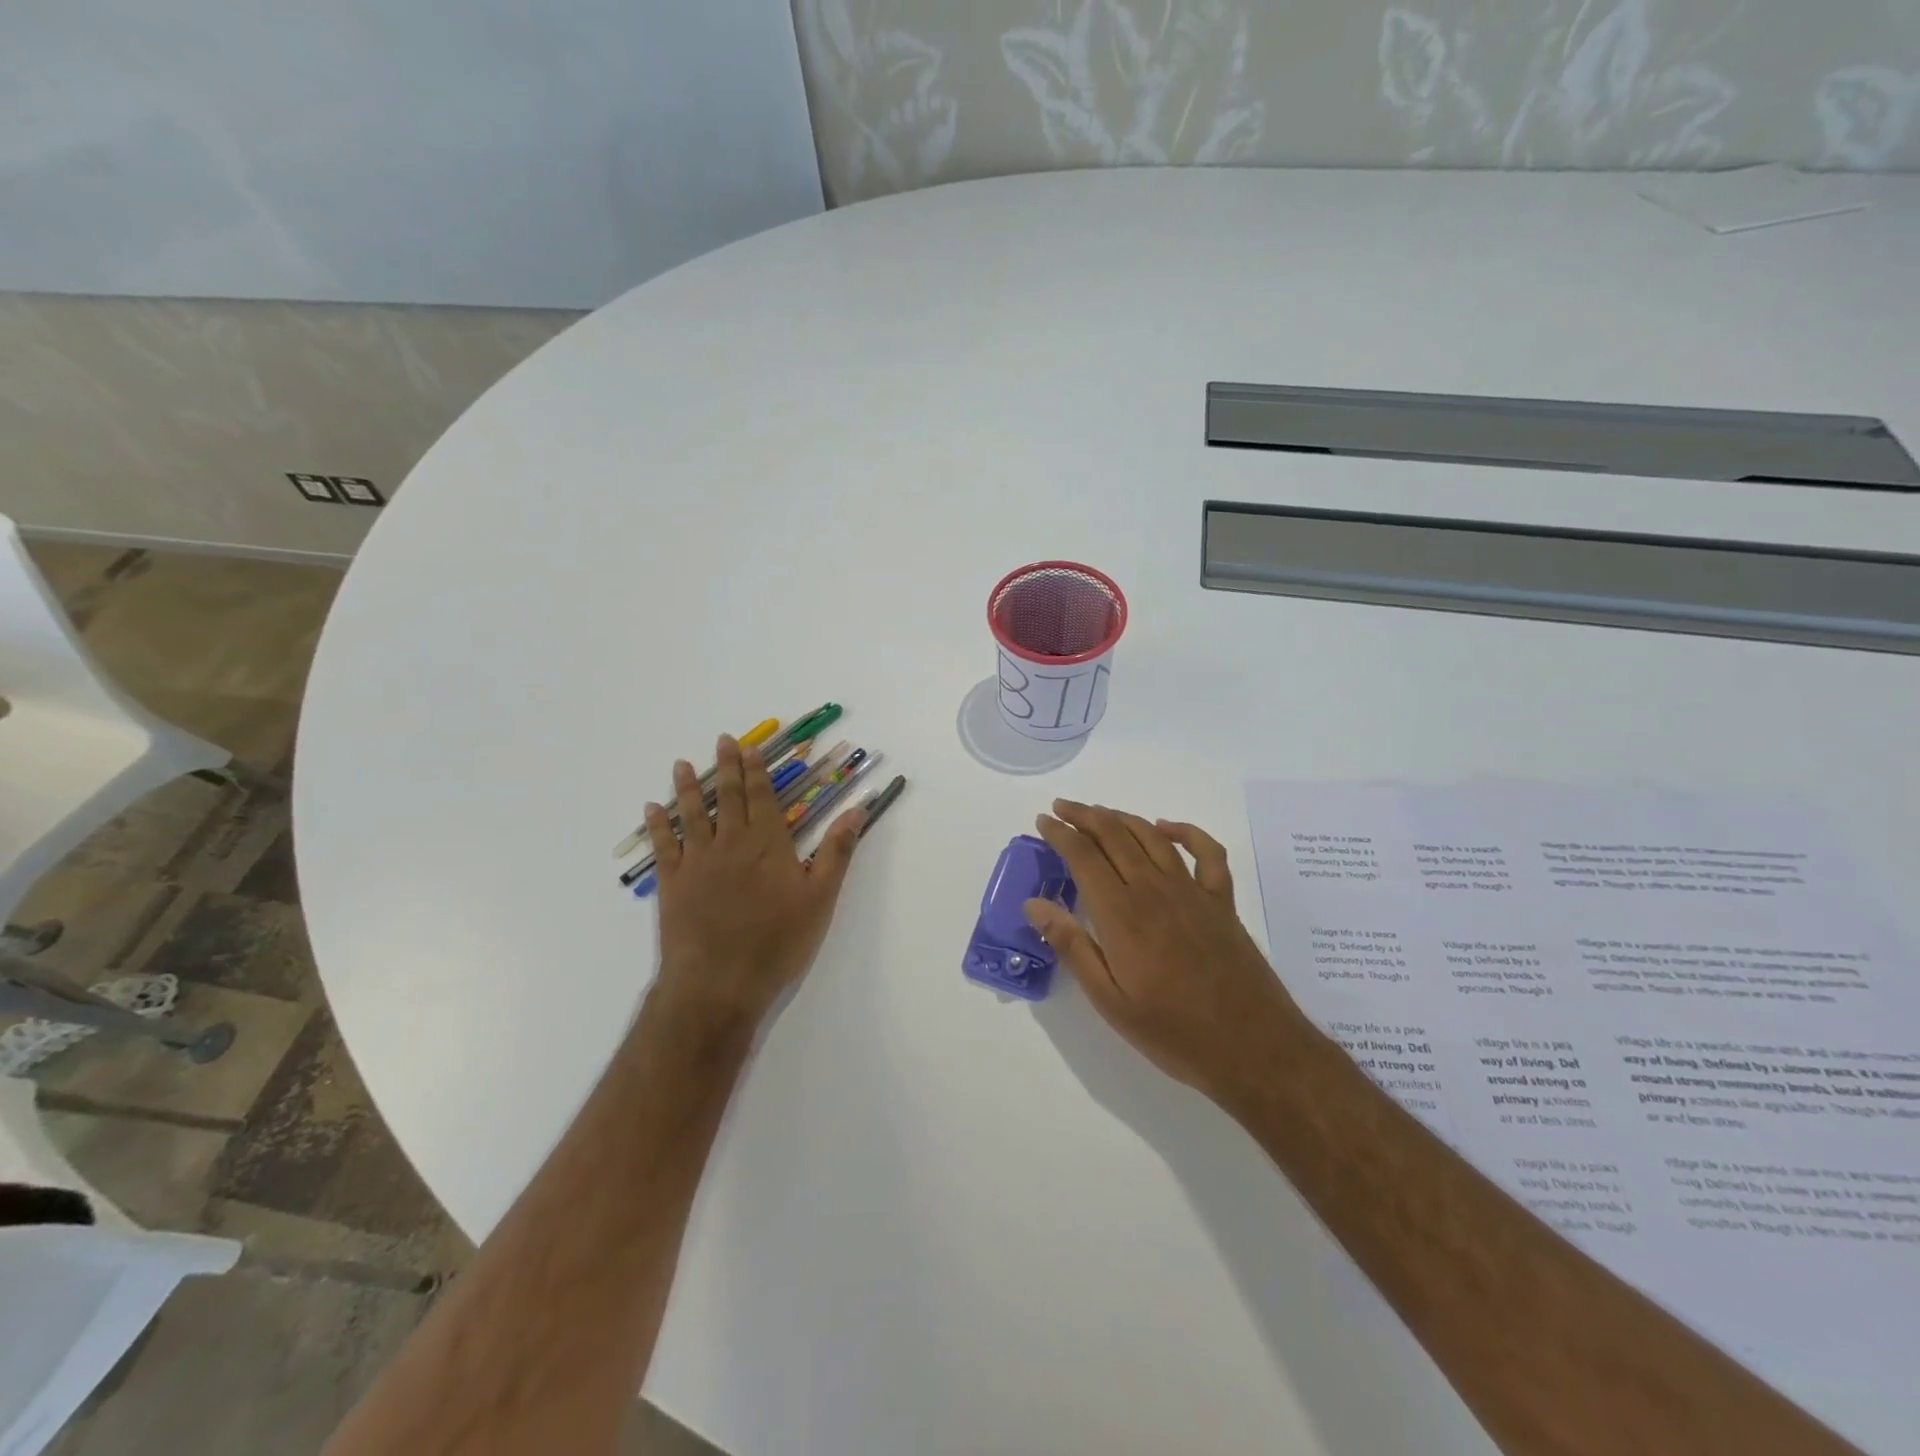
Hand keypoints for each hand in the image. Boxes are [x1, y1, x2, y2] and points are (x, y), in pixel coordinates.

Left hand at [644, 736, 863, 1031]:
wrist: (719, 982)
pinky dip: (657, 825)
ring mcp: (697, 861)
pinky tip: (651, 809)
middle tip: (722, 740)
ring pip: (692, 814)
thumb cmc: (778, 941)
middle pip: (728, 797)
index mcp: (768, 843)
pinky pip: (663, 846)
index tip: (750, 748)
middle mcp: (731, 842)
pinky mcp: (672, 884)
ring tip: (681, 764)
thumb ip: (837, 850)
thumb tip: (858, 808)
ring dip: (688, 787)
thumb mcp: (821, 897)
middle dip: (726, 767)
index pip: (762, 797)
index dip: (756, 771)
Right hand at [1026, 801, 1302, 1102]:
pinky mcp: (1222, 901)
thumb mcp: (1110, 1001)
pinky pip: (1207, 852)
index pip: (1083, 856)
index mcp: (1122, 915)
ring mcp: (1193, 892)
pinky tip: (1167, 828)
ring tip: (1099, 812)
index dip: (1060, 834)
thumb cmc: (1174, 1033)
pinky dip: (1185, 832)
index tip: (1042, 821)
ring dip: (1122, 818)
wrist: (1255, 1049)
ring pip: (1152, 837)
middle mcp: (1155, 890)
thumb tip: (1034, 904)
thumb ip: (1072, 947)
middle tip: (1062, 807)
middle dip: (1084, 816)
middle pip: (1115, 835)